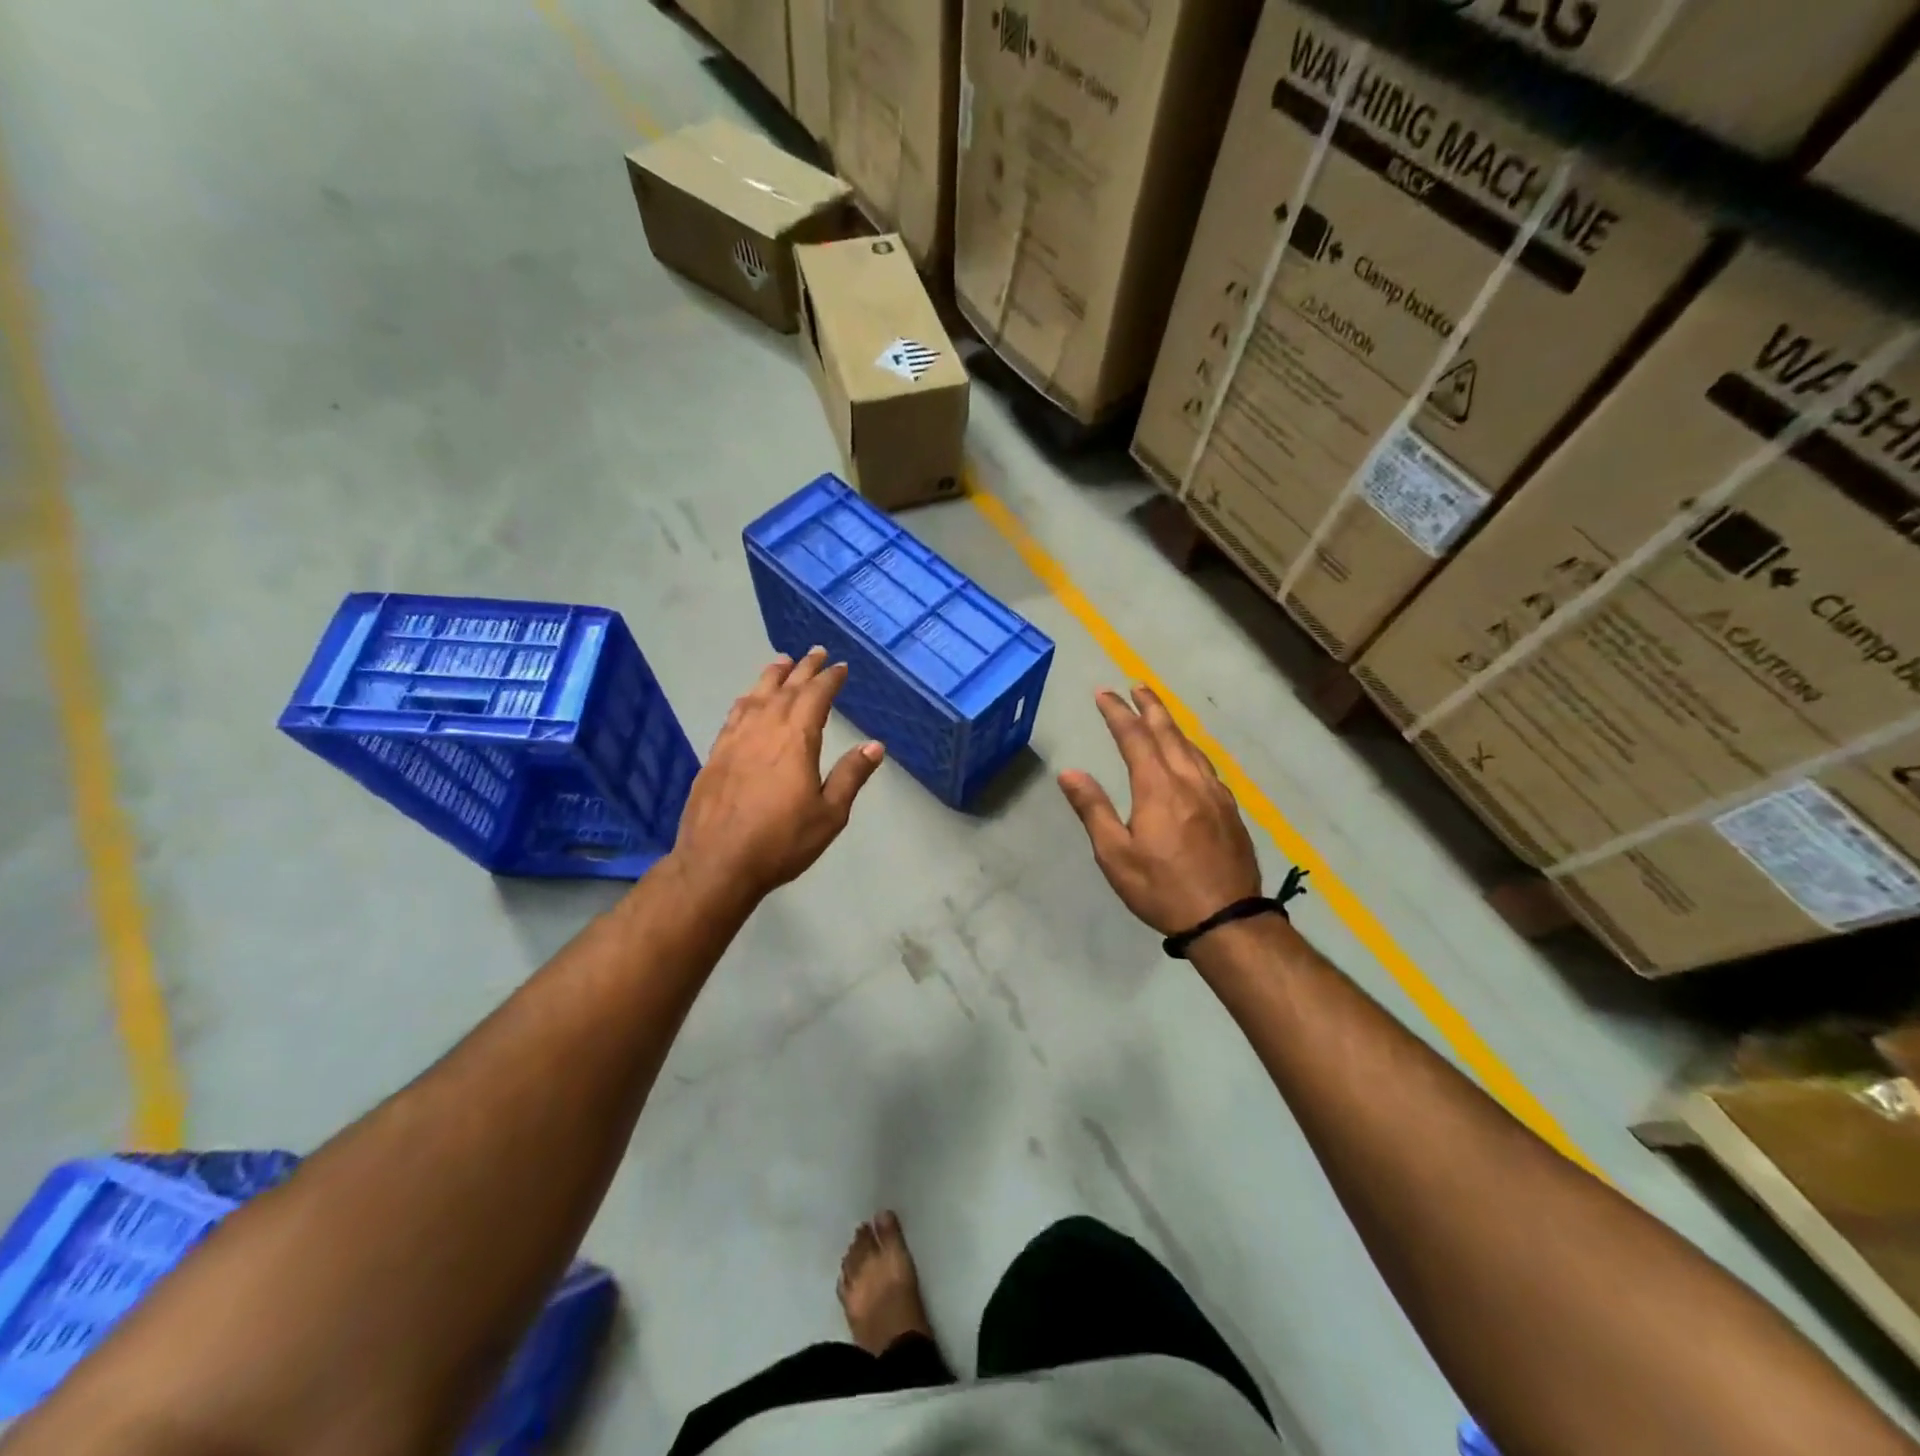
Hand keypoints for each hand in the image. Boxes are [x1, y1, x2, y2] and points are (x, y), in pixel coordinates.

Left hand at [672, 648, 884, 902]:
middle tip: (816, 652)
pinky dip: (747, 699)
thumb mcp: (829, 814)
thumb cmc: (781, 841)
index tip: (841, 667)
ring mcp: (735, 740)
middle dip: (804, 669)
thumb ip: (850, 775)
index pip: (816, 697)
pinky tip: (748, 699)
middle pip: (786, 689)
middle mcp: (764, 730)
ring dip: (772, 676)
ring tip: (783, 661)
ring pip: (756, 696)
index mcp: (796, 740)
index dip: (830, 679)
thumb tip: (874, 744)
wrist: (717, 864)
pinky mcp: (716, 755)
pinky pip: (735, 714)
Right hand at [1059, 686, 1261, 936]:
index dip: (1118, 713)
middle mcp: (1190, 781)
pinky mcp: (1230, 810)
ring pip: (1192, 747)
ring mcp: (1215, 794)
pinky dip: (1192, 750)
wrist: (1227, 918)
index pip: (1135, 738)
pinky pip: (1208, 766)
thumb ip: (1093, 809)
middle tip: (1138, 686)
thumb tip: (1069, 773)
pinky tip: (1190, 758)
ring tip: (1160, 715)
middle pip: (1169, 733)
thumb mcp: (1116, 855)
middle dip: (1151, 707)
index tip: (1104, 694)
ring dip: (1173, 725)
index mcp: (1159, 788)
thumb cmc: (1162, 889)